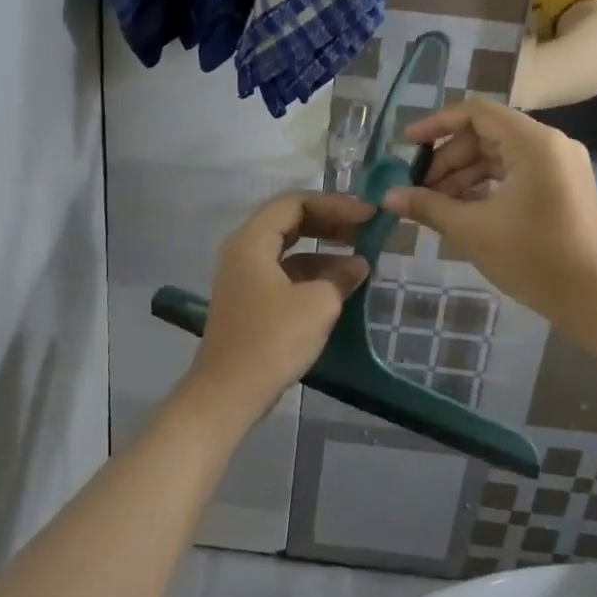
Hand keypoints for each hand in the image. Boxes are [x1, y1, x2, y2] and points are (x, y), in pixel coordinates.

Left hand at [187, 191, 373, 416]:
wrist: (229, 393)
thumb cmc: (272, 340)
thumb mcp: (318, 304)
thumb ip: (341, 277)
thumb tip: (358, 265)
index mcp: (252, 241)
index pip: (295, 202)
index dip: (335, 204)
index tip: (368, 215)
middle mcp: (243, 251)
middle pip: (290, 222)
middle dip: (330, 223)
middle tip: (366, 230)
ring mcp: (244, 278)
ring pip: (288, 250)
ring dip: (324, 251)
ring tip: (361, 261)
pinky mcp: (250, 302)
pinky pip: (284, 274)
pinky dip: (312, 274)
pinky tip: (339, 287)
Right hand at [380, 99, 596, 315]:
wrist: (593, 298)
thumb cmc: (531, 257)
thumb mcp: (471, 230)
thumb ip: (427, 206)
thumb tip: (388, 196)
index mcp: (533, 142)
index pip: (476, 112)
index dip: (437, 124)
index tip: (407, 145)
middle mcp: (551, 144)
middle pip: (487, 134)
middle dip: (448, 159)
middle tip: (417, 188)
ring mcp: (561, 166)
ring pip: (500, 156)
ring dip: (464, 176)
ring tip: (434, 204)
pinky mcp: (563, 187)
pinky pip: (516, 173)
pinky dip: (487, 186)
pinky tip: (462, 210)